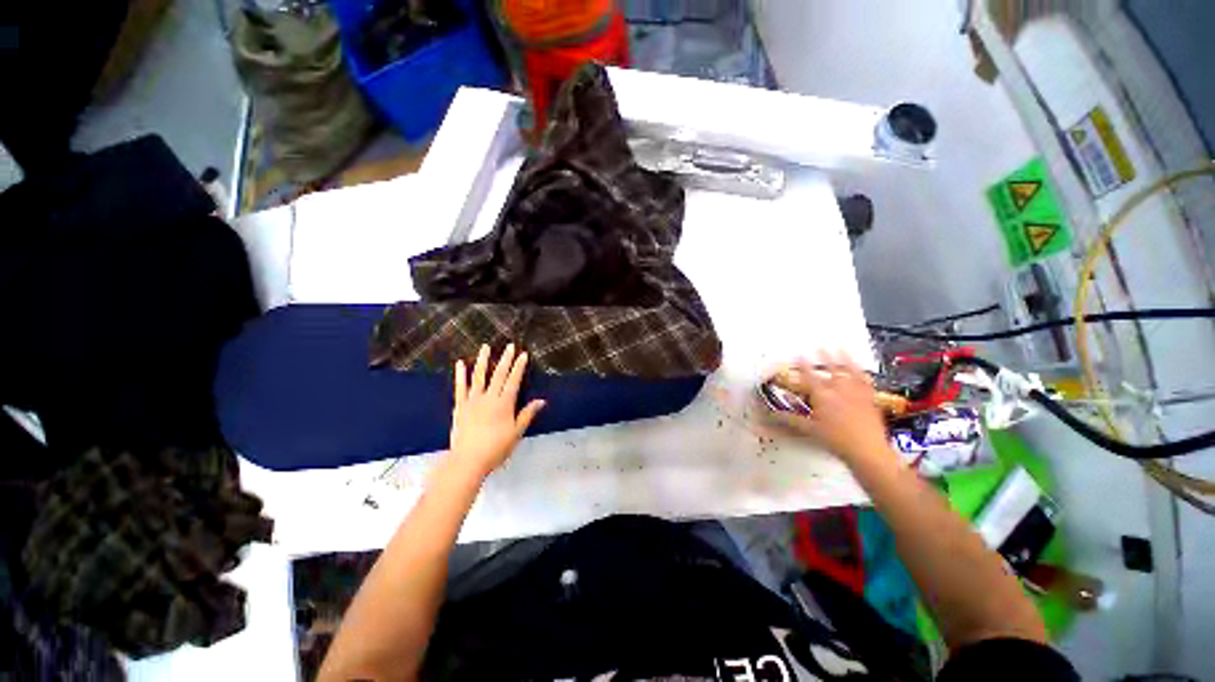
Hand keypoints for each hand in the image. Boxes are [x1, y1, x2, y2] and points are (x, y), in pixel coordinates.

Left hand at [448, 343, 545, 479]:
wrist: (468, 460)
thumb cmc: (496, 448)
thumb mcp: (517, 432)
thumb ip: (527, 414)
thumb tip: (541, 400)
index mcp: (505, 403)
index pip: (514, 380)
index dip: (519, 367)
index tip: (523, 354)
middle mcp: (489, 398)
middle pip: (499, 375)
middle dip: (505, 359)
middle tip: (510, 346)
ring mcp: (473, 400)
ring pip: (479, 376)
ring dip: (483, 360)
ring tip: (485, 347)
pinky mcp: (460, 406)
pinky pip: (460, 387)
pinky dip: (461, 374)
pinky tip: (461, 363)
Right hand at [769, 352, 894, 468]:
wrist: (866, 450)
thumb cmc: (836, 440)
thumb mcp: (809, 429)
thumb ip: (790, 419)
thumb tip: (772, 414)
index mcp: (822, 396)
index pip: (809, 377)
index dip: (803, 365)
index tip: (799, 355)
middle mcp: (839, 391)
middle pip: (831, 370)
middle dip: (825, 357)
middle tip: (822, 346)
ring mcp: (856, 394)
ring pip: (850, 372)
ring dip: (845, 359)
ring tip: (842, 349)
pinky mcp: (870, 400)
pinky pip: (866, 383)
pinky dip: (863, 375)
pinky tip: (862, 370)